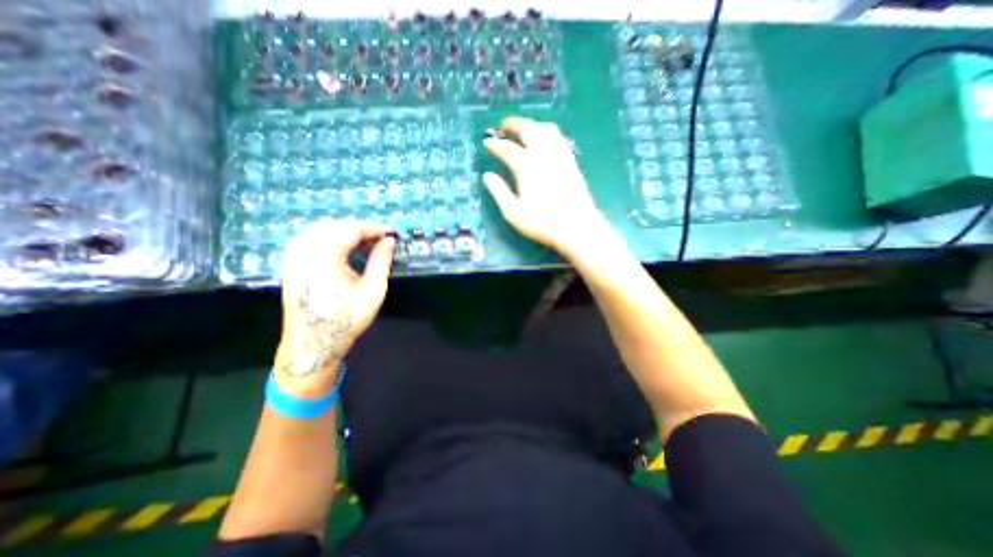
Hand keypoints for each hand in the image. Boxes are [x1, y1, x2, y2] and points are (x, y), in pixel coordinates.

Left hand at [272, 218, 397, 394]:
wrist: (312, 343)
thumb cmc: (346, 318)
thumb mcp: (372, 291)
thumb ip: (381, 262)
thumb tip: (389, 241)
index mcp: (325, 256)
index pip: (350, 229)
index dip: (373, 228)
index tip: (390, 233)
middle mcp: (305, 251)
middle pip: (334, 225)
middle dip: (359, 228)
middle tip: (379, 239)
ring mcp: (293, 257)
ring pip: (319, 229)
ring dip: (343, 231)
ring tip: (363, 242)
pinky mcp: (290, 264)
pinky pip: (308, 238)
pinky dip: (327, 237)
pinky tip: (340, 247)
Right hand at [484, 117, 614, 256]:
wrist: (576, 227)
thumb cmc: (542, 222)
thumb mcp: (513, 212)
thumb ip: (499, 192)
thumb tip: (487, 176)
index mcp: (526, 166)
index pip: (506, 148)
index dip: (494, 145)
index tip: (486, 143)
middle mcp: (543, 154)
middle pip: (528, 128)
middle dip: (513, 123)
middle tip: (503, 127)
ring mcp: (560, 156)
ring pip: (546, 128)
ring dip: (532, 125)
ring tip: (523, 131)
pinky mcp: (571, 162)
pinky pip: (558, 138)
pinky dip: (547, 133)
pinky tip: (544, 143)